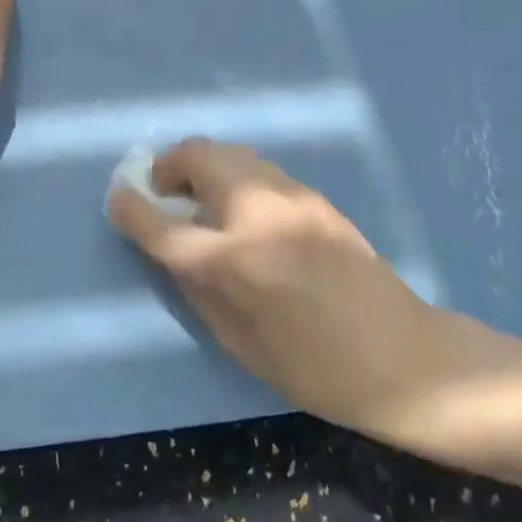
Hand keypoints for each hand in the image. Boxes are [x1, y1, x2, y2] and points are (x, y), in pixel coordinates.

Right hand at [108, 138, 521, 450]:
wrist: (403, 357)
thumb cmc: (314, 369)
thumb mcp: (238, 343)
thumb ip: (196, 286)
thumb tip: (170, 246)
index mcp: (233, 262)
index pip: (162, 223)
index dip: (131, 207)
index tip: (117, 197)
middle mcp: (258, 213)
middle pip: (196, 156)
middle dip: (168, 167)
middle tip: (163, 194)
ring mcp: (290, 196)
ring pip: (230, 152)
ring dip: (203, 166)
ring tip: (201, 199)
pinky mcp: (314, 195)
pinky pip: (258, 168)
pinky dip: (234, 176)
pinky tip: (242, 209)